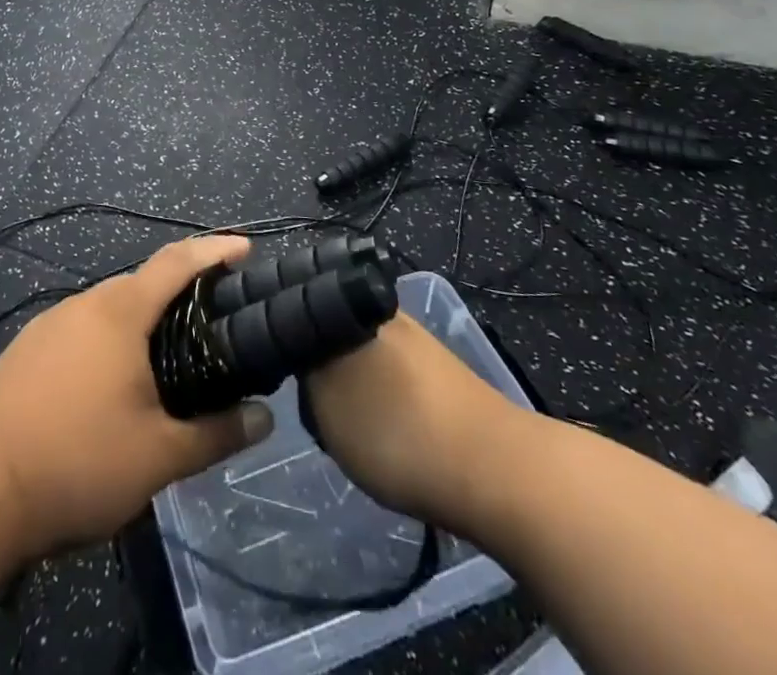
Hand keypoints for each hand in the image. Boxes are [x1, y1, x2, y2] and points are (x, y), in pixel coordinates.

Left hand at [0, 236, 274, 565]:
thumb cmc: (76, 462)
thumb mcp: (158, 458)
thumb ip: (215, 434)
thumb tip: (264, 418)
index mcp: (119, 312)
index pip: (176, 262)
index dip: (213, 251)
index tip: (244, 249)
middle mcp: (84, 304)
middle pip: (142, 283)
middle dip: (180, 292)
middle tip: (215, 318)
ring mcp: (49, 324)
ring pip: (109, 309)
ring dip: (143, 321)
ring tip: (170, 354)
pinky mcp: (27, 350)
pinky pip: (83, 330)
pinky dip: (111, 340)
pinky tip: (115, 381)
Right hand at [304, 312, 527, 527]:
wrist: (499, 473)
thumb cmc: (400, 432)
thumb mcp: (326, 404)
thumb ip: (303, 370)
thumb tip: (293, 348)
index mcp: (353, 303)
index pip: (301, 306)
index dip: (284, 338)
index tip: (276, 370)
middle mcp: (385, 312)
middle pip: (331, 330)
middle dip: (319, 364)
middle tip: (314, 405)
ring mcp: (418, 342)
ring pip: (362, 355)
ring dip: (351, 385)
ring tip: (348, 425)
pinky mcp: (441, 374)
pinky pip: (392, 378)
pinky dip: (382, 401)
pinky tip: (386, 432)